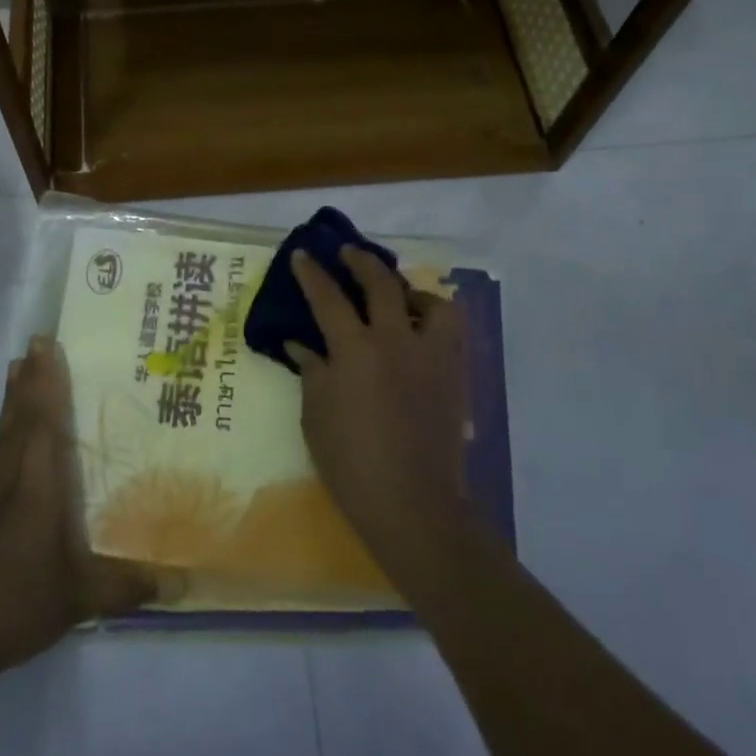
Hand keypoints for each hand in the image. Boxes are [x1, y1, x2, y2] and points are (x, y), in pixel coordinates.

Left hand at [0, 336, 158, 688]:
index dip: (49, 384)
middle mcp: (9, 479)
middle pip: (21, 418)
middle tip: (35, 341)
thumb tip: (186, 584)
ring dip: (7, 400)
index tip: (49, 348)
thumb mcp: (83, 598)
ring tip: (12, 366)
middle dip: (31, 378)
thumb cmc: (20, 606)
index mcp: (38, 488)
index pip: (45, 424)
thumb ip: (132, 586)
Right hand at [287, 249, 474, 573]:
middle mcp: (396, 341)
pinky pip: (450, 332)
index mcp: (355, 350)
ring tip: (398, 297)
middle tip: (348, 253)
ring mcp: (431, 356)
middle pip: (381, 284)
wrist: (413, 503)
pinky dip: (434, 321)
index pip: (328, 298)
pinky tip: (419, 334)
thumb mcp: (315, 416)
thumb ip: (311, 372)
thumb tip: (301, 345)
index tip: (303, 254)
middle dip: (361, 262)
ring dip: (411, 291)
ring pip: (432, 303)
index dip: (312, 274)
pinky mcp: (454, 375)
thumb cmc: (351, 462)